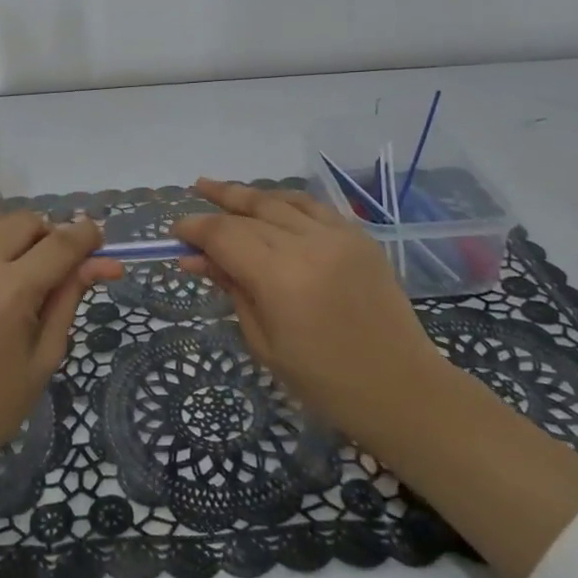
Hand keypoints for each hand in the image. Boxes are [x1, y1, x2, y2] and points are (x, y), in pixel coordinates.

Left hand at [0, 194, 119, 577]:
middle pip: (24, 223)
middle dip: (46, 238)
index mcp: (10, 296)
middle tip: (47, 267)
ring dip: (5, 232)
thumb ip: (69, 300)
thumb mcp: (42, 359)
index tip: (94, 237)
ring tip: (8, 261)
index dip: (85, 236)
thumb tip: (104, 262)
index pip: (61, 244)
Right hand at [178, 177, 577, 577]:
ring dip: (250, 194)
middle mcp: (308, 244)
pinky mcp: (359, 236)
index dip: (196, 228)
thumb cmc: (324, 382)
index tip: (176, 232)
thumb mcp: (264, 343)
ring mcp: (338, 235)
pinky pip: (314, 206)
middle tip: (194, 191)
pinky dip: (286, 201)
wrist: (401, 388)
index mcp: (280, 278)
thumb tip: (197, 258)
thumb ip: (231, 289)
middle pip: (251, 211)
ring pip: (282, 200)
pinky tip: (271, 203)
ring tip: (222, 188)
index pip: (225, 235)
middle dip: (219, 204)